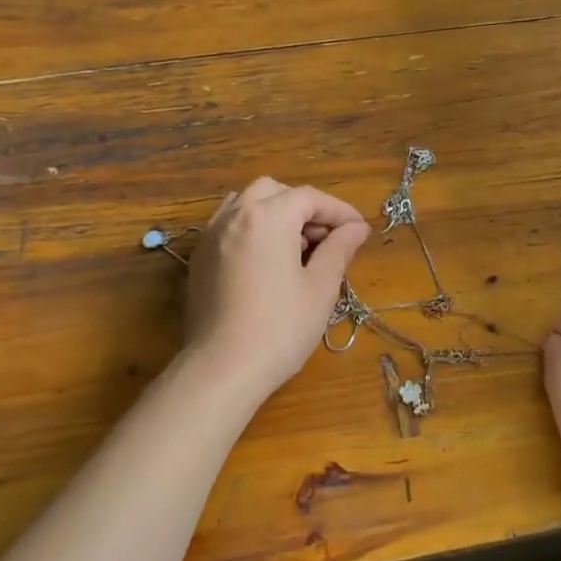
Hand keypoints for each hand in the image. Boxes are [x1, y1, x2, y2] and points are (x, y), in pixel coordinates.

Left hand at [184, 178, 370, 403]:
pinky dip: (253, 228)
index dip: (339, 211)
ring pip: (247, 204)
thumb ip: (339, 249)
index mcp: (268, 217)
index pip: (310, 198)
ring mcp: (211, 236)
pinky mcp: (200, 259)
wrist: (222, 369)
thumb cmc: (280, 327)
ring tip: (297, 246)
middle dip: (305, 207)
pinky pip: (230, 226)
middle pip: (275, 192)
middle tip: (328, 237)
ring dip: (276, 213)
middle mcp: (235, 215)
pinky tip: (268, 260)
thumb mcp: (321, 287)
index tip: (360, 231)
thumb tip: (356, 229)